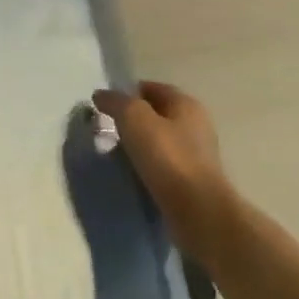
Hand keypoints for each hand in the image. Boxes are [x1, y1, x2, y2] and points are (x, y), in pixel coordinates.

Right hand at [92, 81, 227, 220]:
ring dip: (139, 145)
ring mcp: (197, 155)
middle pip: (157, 114)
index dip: (128, 92)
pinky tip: (132, 174)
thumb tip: (101, 95)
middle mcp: (196, 125)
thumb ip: (116, 102)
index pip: (152, 88)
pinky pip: (163, 165)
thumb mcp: (134, 118)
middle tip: (107, 129)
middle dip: (132, 120)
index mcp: (186, 104)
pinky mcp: (192, 181)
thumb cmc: (167, 157)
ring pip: (159, 141)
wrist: (197, 210)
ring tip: (115, 154)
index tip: (105, 105)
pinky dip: (147, 166)